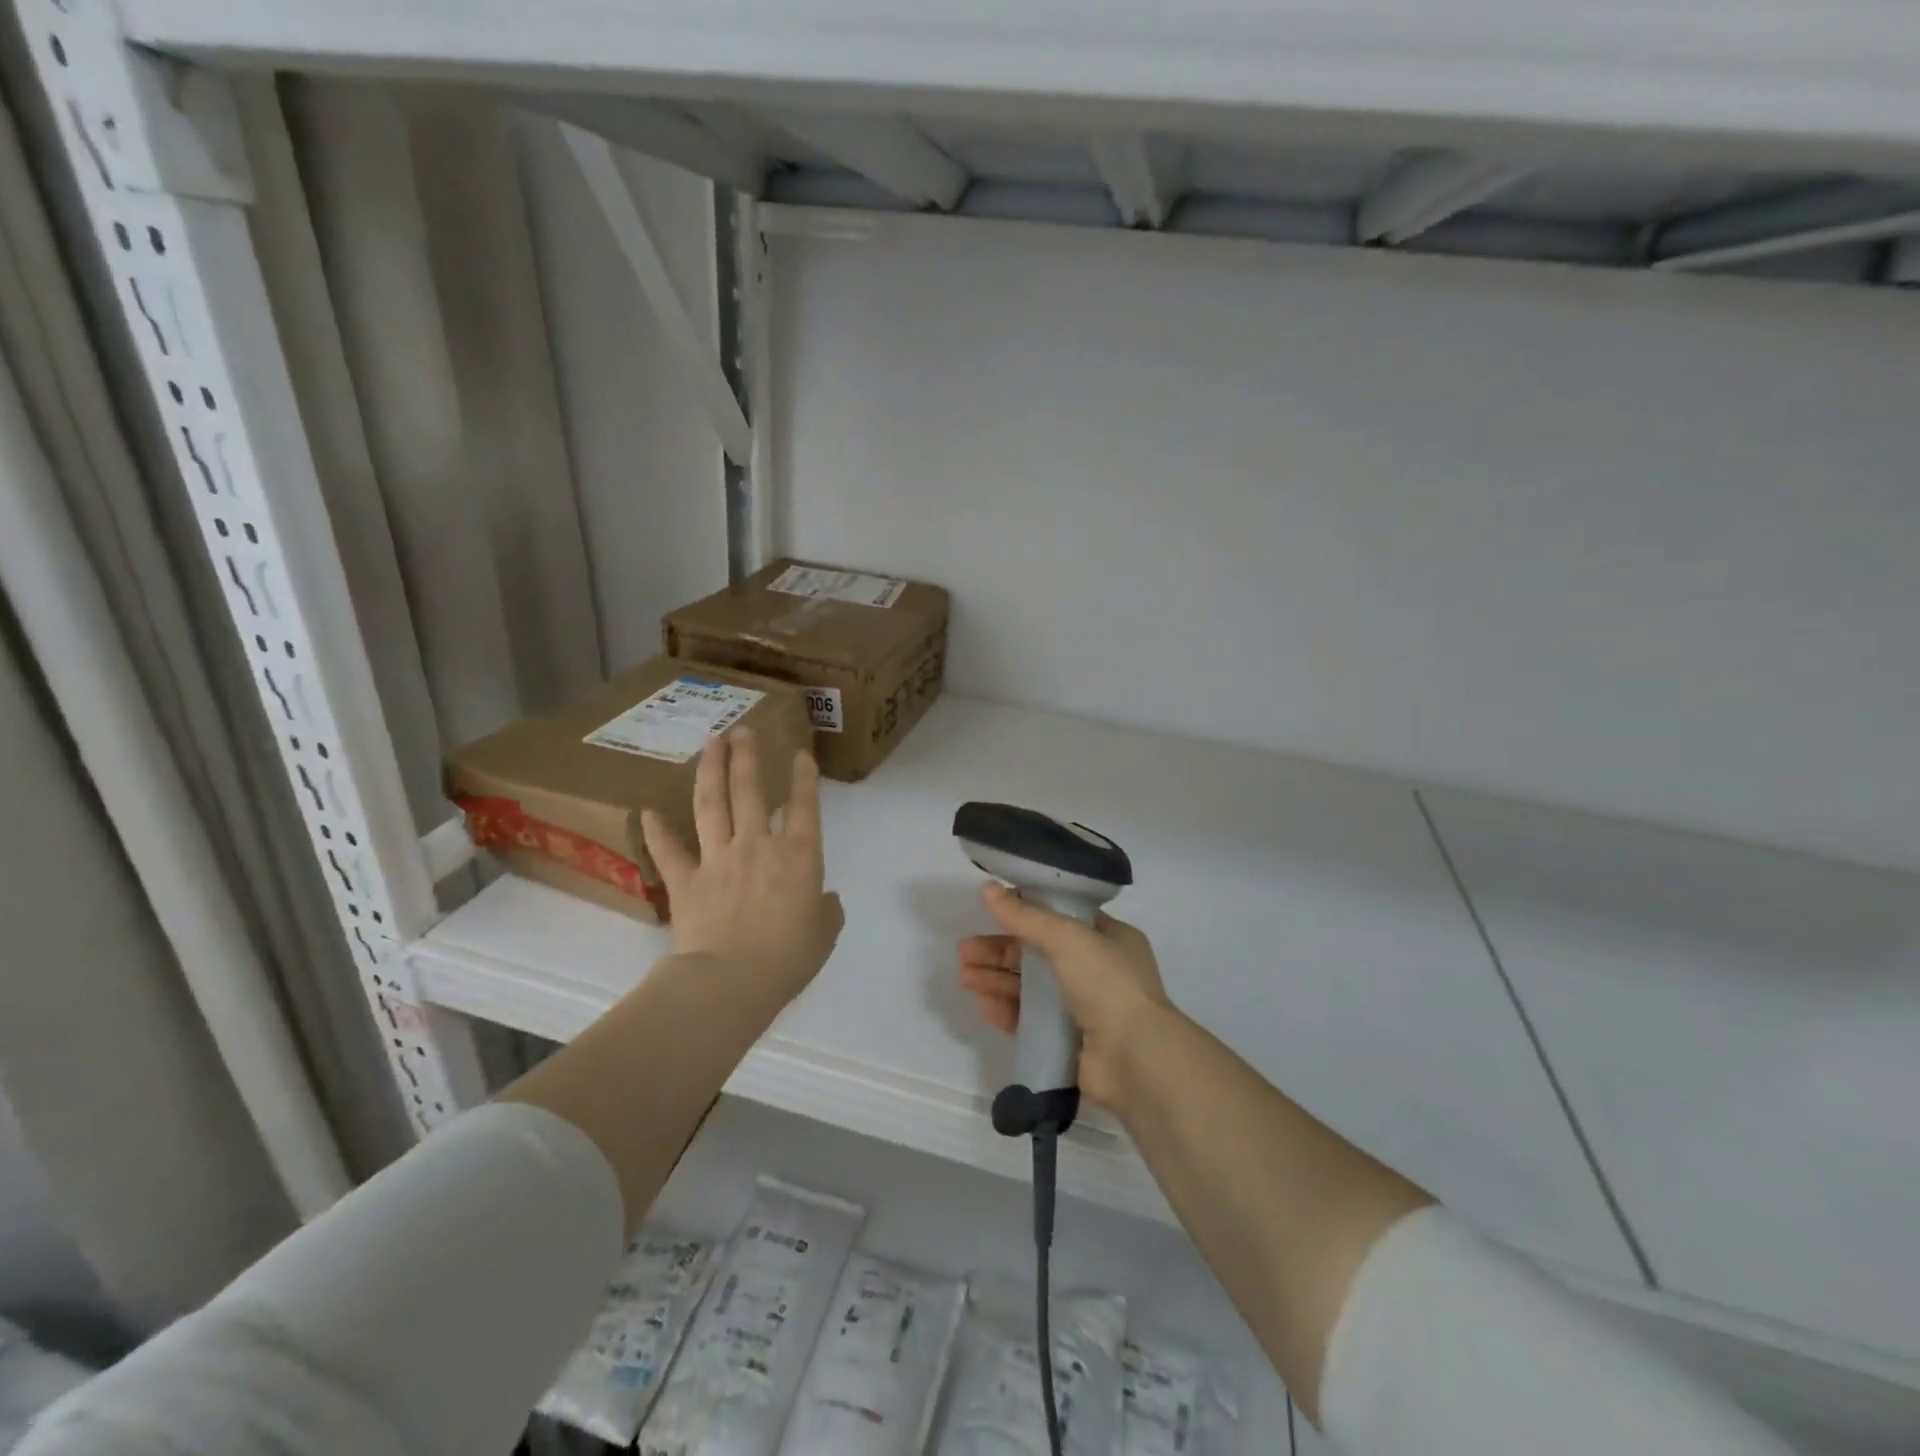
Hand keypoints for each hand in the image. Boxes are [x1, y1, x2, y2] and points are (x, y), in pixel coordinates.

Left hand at [641, 729, 843, 1005]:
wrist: (730, 982)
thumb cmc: (787, 959)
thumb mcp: (823, 936)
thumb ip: (827, 912)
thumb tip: (826, 900)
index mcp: (799, 856)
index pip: (804, 806)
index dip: (804, 777)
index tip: (800, 754)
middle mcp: (757, 845)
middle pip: (750, 790)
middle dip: (746, 757)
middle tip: (742, 731)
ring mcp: (718, 858)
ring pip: (712, 804)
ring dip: (710, 770)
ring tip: (710, 743)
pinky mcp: (686, 880)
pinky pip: (670, 850)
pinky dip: (657, 831)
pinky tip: (647, 811)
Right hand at [957, 883, 1172, 1110]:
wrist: (1134, 1059)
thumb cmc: (1107, 984)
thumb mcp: (1067, 937)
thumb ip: (1025, 916)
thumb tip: (987, 889)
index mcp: (1110, 938)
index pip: (1062, 918)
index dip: (1026, 913)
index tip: (993, 912)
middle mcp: (1099, 970)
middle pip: (1038, 954)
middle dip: (1001, 951)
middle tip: (965, 951)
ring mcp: (1084, 1008)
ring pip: (1031, 988)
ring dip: (997, 979)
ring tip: (964, 977)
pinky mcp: (1069, 1043)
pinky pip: (1031, 1021)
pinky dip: (1007, 1010)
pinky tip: (983, 1005)